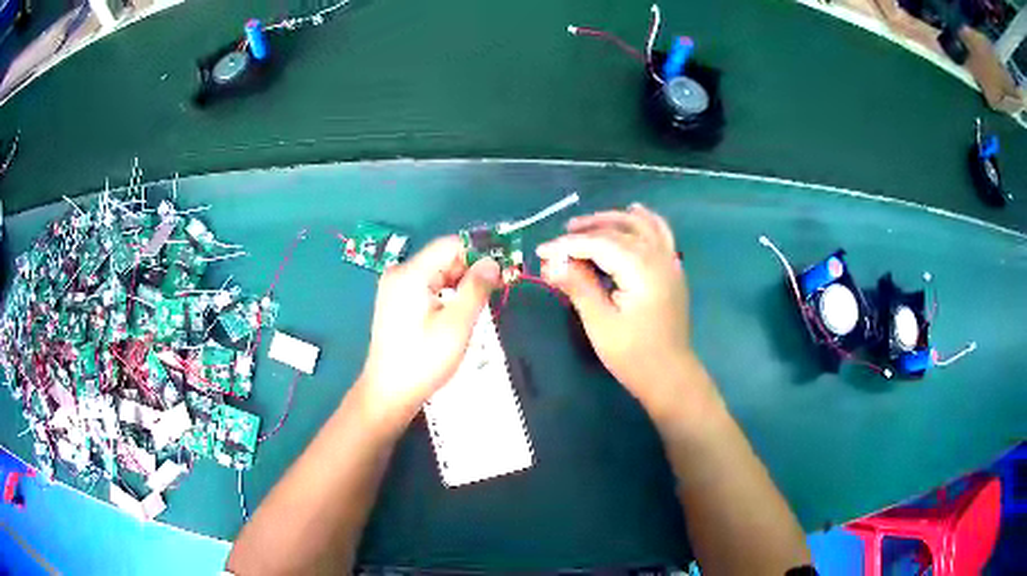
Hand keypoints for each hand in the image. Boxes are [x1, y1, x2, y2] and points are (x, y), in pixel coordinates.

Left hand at [357, 236, 500, 428]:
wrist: (389, 392)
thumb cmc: (424, 360)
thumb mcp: (457, 324)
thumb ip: (476, 288)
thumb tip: (492, 262)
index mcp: (411, 273)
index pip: (451, 245)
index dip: (480, 253)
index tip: (503, 271)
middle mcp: (400, 273)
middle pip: (443, 258)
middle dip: (471, 271)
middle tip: (495, 292)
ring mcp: (395, 288)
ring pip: (437, 274)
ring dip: (460, 285)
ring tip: (478, 308)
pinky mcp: (395, 303)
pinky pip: (427, 287)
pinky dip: (446, 295)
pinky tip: (457, 314)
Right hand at [538, 204, 698, 411]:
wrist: (669, 375)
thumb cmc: (633, 354)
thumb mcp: (600, 322)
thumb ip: (578, 286)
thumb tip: (551, 263)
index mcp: (641, 269)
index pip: (599, 243)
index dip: (567, 245)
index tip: (542, 252)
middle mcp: (658, 256)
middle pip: (619, 229)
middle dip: (586, 230)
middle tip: (559, 241)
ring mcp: (670, 261)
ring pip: (640, 225)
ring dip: (612, 220)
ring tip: (586, 225)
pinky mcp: (672, 269)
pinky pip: (660, 233)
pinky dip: (645, 220)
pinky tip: (634, 213)